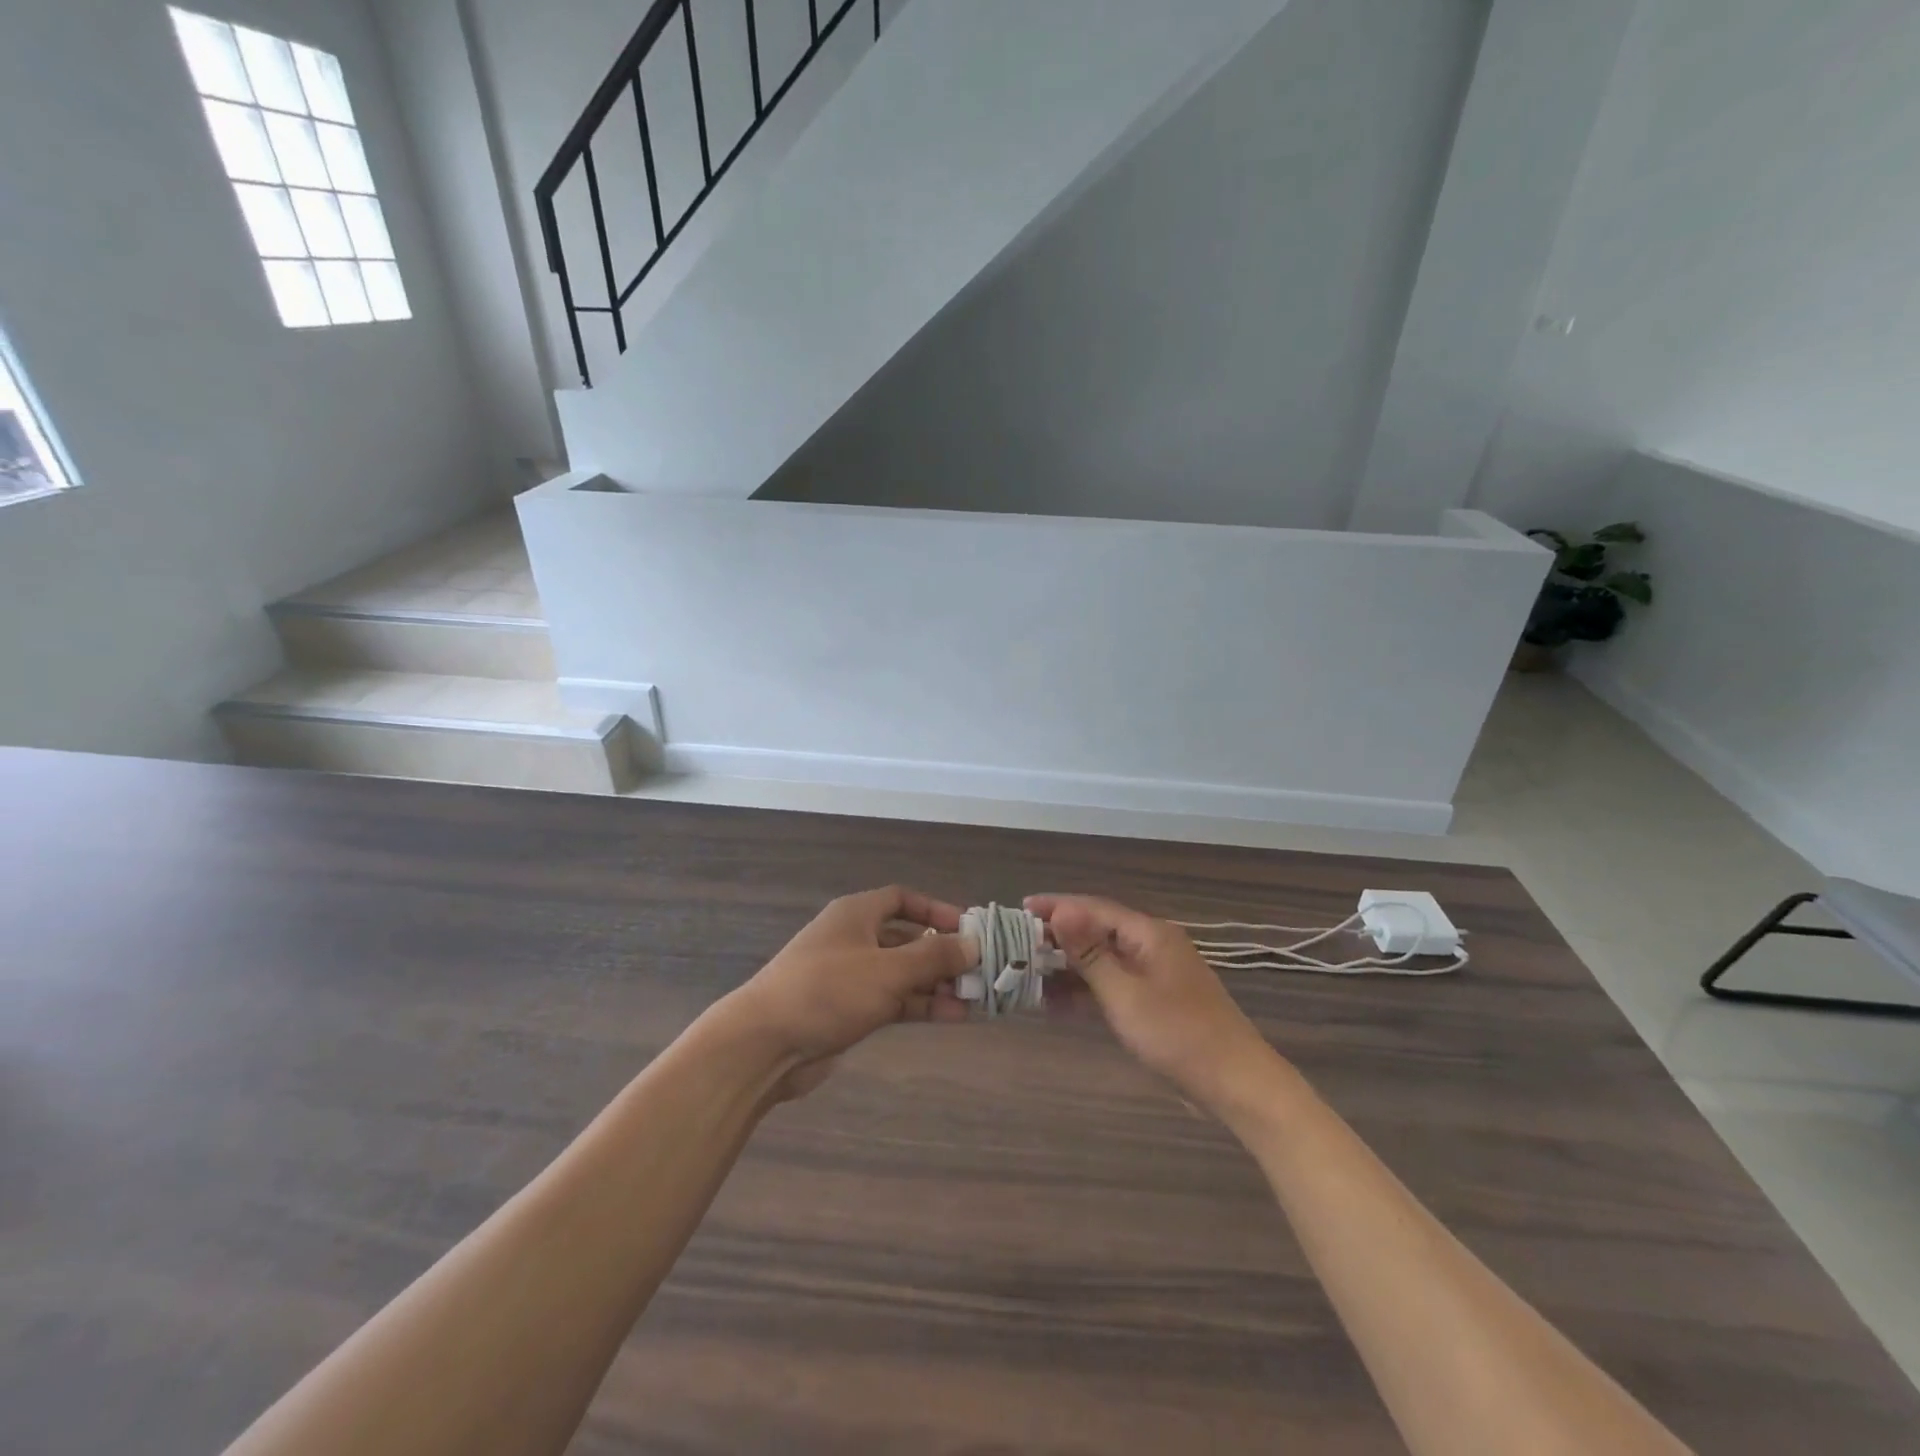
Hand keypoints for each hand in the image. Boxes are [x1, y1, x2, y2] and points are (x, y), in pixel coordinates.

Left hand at [721, 886, 972, 1098]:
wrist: (764, 1044)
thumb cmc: (828, 990)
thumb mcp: (888, 969)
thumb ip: (934, 956)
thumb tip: (973, 944)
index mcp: (857, 914)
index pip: (903, 899)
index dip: (936, 910)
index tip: (968, 928)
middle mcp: (854, 939)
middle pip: (907, 938)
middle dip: (943, 954)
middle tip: (981, 970)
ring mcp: (850, 976)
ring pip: (903, 973)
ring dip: (936, 984)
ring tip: (976, 997)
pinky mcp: (848, 1010)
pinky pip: (893, 1000)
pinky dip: (920, 1005)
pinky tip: (953, 1016)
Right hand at [1027, 893, 1283, 1112]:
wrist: (1235, 1084)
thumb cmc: (1178, 1034)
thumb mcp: (1126, 993)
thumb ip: (1090, 953)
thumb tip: (1061, 910)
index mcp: (1149, 934)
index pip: (1094, 908)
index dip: (1057, 906)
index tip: (1021, 908)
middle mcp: (1151, 947)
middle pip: (1096, 932)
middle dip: (1058, 937)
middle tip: (1017, 944)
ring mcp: (1153, 976)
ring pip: (1102, 962)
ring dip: (1067, 967)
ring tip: (1027, 972)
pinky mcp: (1154, 1003)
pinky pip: (1111, 987)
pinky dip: (1085, 992)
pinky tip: (1054, 1003)